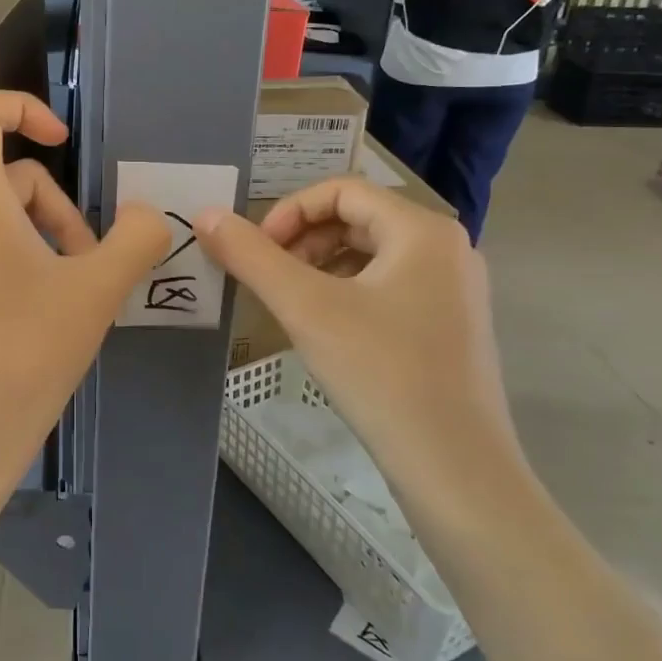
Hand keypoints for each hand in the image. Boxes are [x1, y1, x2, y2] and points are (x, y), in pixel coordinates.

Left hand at [0, 91, 169, 511]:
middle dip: (43, 194)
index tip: (65, 145)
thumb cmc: (25, 356)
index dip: (24, 108)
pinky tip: (27, 306)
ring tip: (61, 284)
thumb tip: (149, 216)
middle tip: (79, 249)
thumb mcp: (97, 293)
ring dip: (25, 225)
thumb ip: (137, 239)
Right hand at [198, 177, 530, 523]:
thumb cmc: (381, 374)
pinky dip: (347, 293)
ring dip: (321, 266)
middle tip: (269, 277)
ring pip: (371, 255)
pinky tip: (326, 330)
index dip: (289, 211)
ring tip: (291, 303)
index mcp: (422, 230)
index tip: (258, 251)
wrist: (456, 470)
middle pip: (357, 219)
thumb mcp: (305, 308)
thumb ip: (251, 256)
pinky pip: (389, 286)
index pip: (341, 190)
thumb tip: (205, 214)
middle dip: (303, 241)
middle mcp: (447, 249)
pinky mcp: (451, 326)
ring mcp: (454, 290)